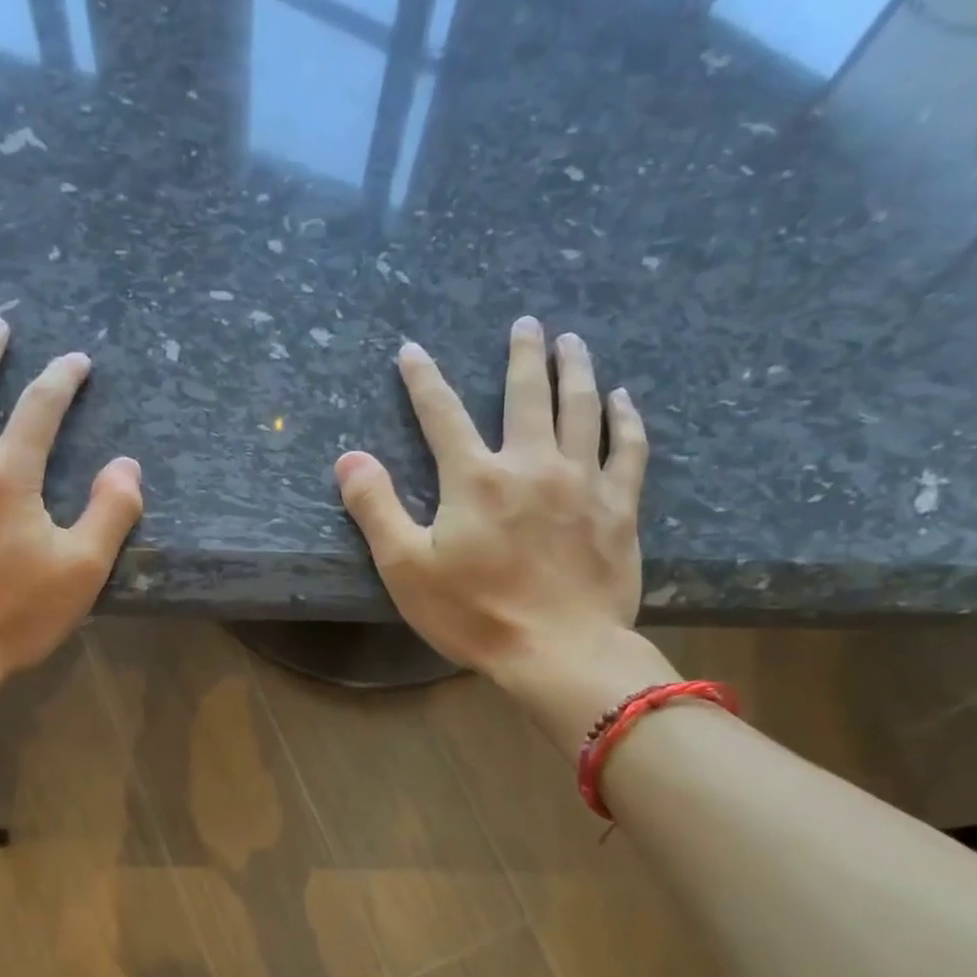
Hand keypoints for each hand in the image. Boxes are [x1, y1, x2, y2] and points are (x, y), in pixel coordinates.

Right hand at [335, 318, 674, 733]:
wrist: (560, 652)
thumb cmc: (475, 614)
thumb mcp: (406, 568)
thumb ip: (375, 508)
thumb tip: (349, 458)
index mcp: (475, 478)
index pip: (442, 413)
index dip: (423, 379)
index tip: (411, 351)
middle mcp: (531, 464)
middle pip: (527, 394)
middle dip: (523, 354)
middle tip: (526, 324)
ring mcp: (582, 482)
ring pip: (582, 408)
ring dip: (576, 370)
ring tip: (572, 342)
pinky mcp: (619, 507)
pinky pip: (627, 449)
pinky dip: (625, 419)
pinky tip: (623, 400)